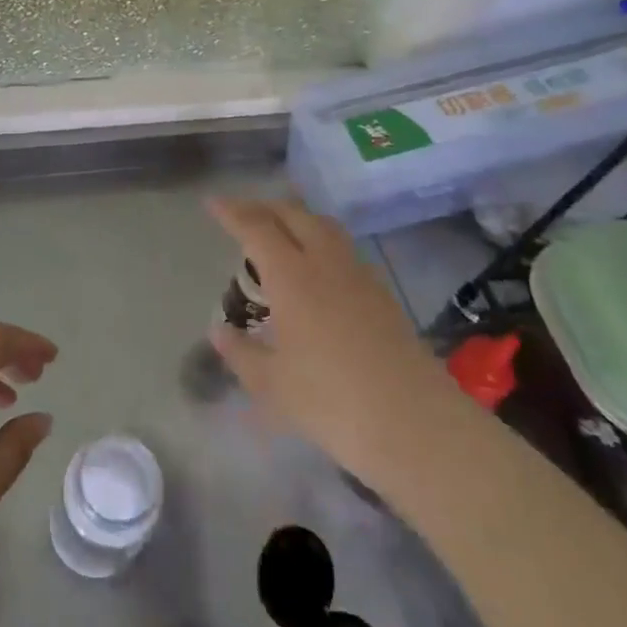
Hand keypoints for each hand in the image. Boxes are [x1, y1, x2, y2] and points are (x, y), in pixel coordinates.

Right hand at [207, 196, 454, 479]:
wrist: (414, 423)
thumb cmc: (330, 401)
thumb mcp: (271, 384)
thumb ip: (241, 353)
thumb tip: (219, 330)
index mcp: (292, 275)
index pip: (256, 227)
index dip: (232, 212)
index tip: (213, 203)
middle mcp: (326, 263)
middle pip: (294, 215)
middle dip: (265, 208)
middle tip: (242, 215)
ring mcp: (359, 275)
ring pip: (324, 227)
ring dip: (297, 219)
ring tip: (279, 233)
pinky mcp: (382, 294)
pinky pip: (343, 249)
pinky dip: (320, 242)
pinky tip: (315, 270)